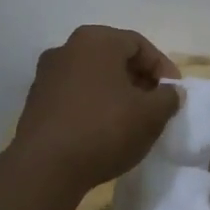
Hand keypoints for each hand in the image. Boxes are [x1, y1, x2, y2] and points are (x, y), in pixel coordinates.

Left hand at [12, 26, 180, 191]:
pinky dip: (93, 105)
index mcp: (96, 41)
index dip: (162, 68)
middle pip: (114, 57)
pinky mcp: (35, 102)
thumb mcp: (151, 115)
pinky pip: (74, 95)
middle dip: (138, 78)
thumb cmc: (104, 129)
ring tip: (131, 119)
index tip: (174, 92)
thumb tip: (170, 93)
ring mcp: (46, 75)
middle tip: (155, 103)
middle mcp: (67, 48)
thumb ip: (168, 98)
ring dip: (115, 92)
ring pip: (93, 76)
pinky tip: (103, 130)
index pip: (139, 45)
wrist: (44, 169)